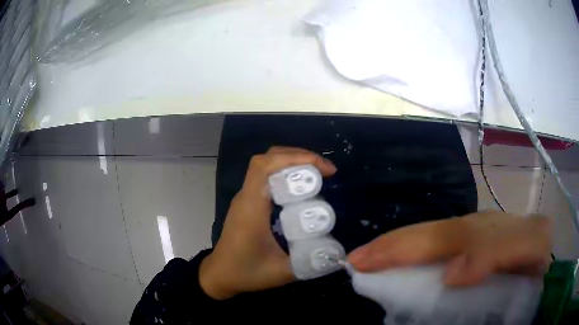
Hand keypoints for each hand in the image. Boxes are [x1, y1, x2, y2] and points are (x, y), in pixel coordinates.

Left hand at [199, 147, 336, 299]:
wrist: (219, 275)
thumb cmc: (245, 272)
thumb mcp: (281, 272)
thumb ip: (311, 263)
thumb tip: (339, 254)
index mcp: (251, 207)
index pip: (265, 166)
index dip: (295, 158)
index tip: (323, 169)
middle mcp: (247, 196)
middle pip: (267, 159)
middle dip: (298, 156)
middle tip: (325, 170)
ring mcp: (246, 198)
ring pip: (266, 166)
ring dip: (292, 162)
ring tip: (317, 173)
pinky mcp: (248, 204)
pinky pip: (266, 178)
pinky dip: (285, 173)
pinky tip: (301, 187)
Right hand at [348, 211, 551, 285]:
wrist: (542, 252)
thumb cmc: (536, 252)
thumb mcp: (530, 245)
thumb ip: (498, 252)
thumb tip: (451, 273)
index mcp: (483, 230)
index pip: (436, 237)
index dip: (399, 249)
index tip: (364, 265)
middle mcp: (470, 229)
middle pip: (425, 235)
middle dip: (389, 246)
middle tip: (354, 261)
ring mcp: (467, 237)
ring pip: (427, 239)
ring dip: (396, 249)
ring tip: (368, 260)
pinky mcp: (468, 247)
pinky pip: (436, 247)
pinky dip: (412, 255)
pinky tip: (397, 267)